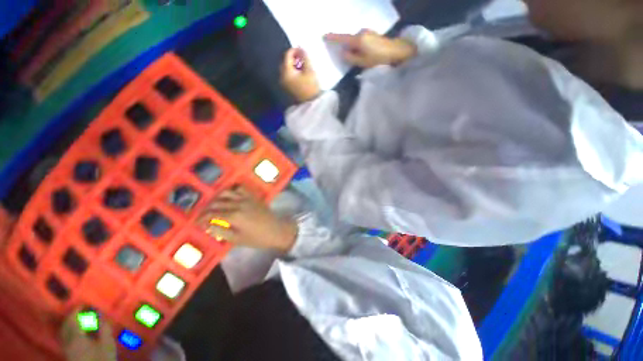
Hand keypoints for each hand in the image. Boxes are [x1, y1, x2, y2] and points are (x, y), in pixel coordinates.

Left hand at [60, 310, 116, 360]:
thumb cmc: (102, 359)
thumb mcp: (107, 344)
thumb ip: (103, 328)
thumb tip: (101, 315)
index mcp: (76, 337)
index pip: (73, 319)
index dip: (77, 310)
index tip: (85, 303)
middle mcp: (67, 341)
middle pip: (65, 325)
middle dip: (72, 316)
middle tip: (82, 310)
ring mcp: (66, 349)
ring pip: (64, 332)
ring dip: (70, 324)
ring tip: (80, 319)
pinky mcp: (68, 353)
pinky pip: (65, 338)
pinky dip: (70, 331)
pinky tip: (78, 332)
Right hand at [197, 186, 297, 252]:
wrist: (277, 230)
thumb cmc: (258, 238)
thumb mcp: (237, 239)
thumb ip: (221, 231)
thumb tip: (207, 225)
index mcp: (234, 216)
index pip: (212, 214)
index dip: (202, 218)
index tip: (196, 222)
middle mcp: (239, 204)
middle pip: (217, 203)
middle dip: (206, 208)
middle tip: (201, 214)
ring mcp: (247, 198)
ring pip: (227, 193)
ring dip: (217, 197)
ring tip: (212, 204)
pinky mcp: (254, 196)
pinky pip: (241, 189)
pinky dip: (232, 190)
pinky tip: (228, 196)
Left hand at [280, 48, 320, 103]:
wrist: (311, 104)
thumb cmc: (311, 87)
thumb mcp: (309, 70)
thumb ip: (305, 57)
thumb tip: (301, 48)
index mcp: (286, 72)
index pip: (287, 56)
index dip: (294, 50)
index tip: (302, 49)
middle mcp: (282, 77)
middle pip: (285, 62)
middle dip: (293, 58)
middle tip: (302, 57)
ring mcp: (284, 84)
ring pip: (286, 69)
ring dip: (293, 65)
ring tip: (303, 65)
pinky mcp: (287, 89)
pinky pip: (288, 76)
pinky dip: (293, 72)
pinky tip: (300, 73)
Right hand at [325, 29, 416, 67]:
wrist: (397, 52)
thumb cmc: (379, 59)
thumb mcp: (362, 62)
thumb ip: (350, 57)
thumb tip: (342, 53)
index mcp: (358, 39)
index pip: (342, 38)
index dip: (332, 38)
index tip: (324, 36)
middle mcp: (361, 32)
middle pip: (348, 40)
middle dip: (346, 47)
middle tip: (346, 58)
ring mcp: (367, 32)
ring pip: (355, 41)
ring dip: (353, 48)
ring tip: (357, 59)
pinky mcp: (372, 35)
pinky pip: (360, 40)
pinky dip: (358, 46)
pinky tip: (363, 54)